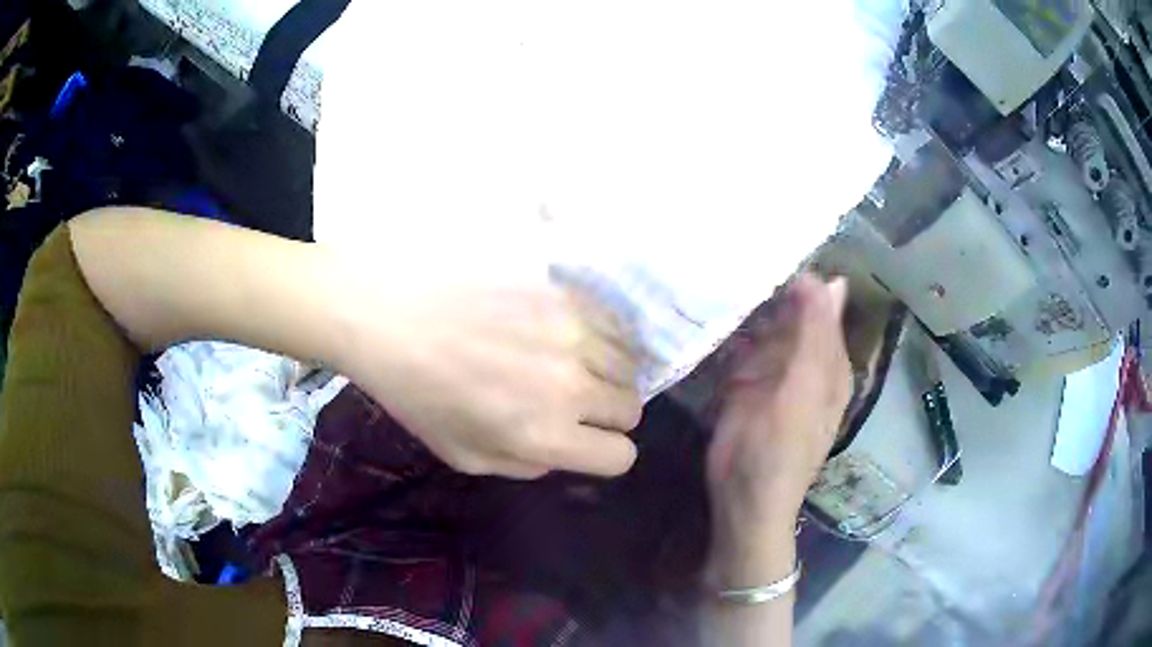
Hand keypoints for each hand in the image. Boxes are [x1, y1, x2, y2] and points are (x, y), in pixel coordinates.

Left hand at [335, 277, 644, 479]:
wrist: (387, 314)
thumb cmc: (416, 391)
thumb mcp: (463, 455)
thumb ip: (524, 465)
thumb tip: (560, 451)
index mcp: (544, 435)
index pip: (620, 455)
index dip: (604, 451)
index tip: (584, 439)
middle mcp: (571, 386)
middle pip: (630, 408)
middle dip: (606, 413)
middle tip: (572, 399)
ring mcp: (572, 331)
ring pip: (630, 362)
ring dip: (606, 371)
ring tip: (570, 361)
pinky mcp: (565, 290)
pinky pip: (613, 321)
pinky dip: (600, 334)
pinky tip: (567, 330)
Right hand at [705, 275, 850, 581]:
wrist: (742, 499)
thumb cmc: (780, 449)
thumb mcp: (805, 390)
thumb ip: (817, 337)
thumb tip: (831, 279)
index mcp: (828, 360)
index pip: (819, 304)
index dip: (798, 276)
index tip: (765, 245)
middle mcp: (803, 360)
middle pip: (788, 311)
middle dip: (766, 286)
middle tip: (730, 250)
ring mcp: (771, 371)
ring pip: (761, 326)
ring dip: (743, 305)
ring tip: (712, 271)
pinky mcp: (743, 383)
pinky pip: (738, 347)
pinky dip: (727, 331)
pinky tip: (707, 310)